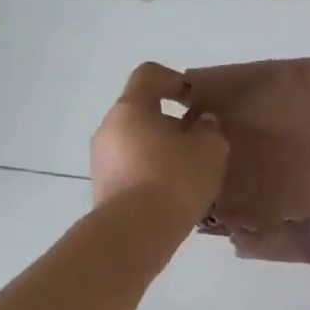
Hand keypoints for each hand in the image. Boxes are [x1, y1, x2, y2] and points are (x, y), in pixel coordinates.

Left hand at [91, 63, 227, 231]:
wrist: (134, 234)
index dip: (174, 80)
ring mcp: (100, 161)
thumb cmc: (173, 179)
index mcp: (131, 108)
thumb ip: (209, 129)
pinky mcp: (103, 189)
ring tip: (189, 174)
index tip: (195, 100)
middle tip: (198, 142)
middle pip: (141, 112)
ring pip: (135, 143)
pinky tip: (173, 195)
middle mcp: (108, 128)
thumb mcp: (209, 149)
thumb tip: (202, 123)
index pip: (149, 75)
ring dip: (160, 151)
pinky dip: (151, 174)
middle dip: (171, 123)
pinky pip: (131, 170)